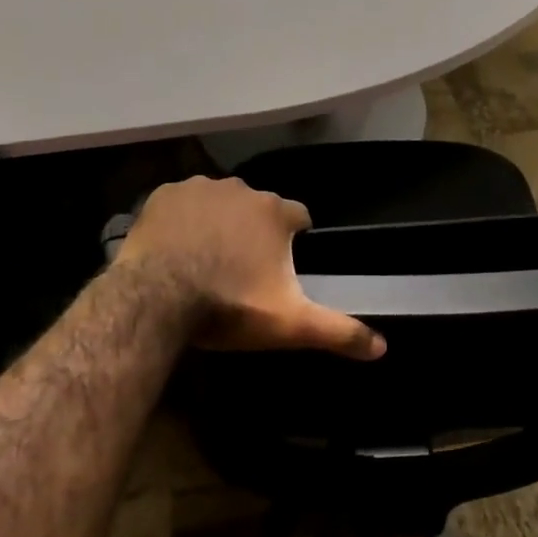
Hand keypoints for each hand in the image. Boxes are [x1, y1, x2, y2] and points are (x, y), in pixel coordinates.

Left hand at [114, 176, 385, 359]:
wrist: (155, 300)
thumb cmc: (229, 307)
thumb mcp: (289, 324)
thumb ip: (338, 331)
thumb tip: (382, 348)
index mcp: (276, 212)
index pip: (300, 218)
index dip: (294, 240)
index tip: (281, 267)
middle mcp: (242, 189)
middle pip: (258, 209)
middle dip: (254, 232)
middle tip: (239, 270)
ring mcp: (200, 188)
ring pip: (220, 202)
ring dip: (219, 222)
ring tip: (205, 259)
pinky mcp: (165, 194)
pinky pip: (183, 202)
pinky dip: (183, 219)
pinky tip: (176, 247)